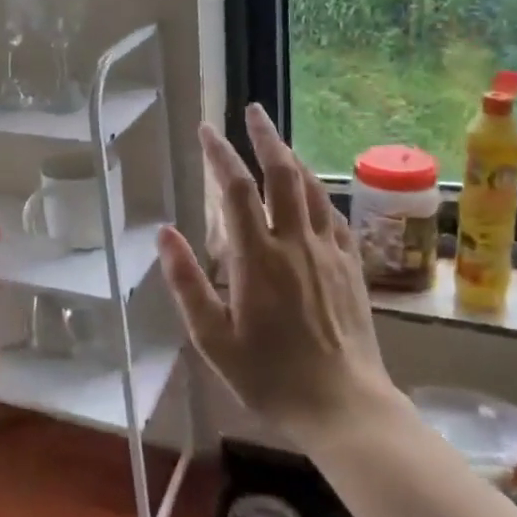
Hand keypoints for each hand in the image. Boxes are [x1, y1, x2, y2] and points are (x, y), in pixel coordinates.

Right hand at [157, 104, 397, 447]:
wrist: (344, 406)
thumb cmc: (269, 377)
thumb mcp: (213, 339)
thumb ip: (186, 282)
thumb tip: (164, 232)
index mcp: (257, 258)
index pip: (236, 190)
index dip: (220, 154)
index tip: (207, 129)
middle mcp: (296, 244)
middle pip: (282, 174)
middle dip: (265, 137)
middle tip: (252, 110)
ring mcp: (329, 252)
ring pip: (313, 189)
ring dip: (292, 158)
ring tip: (277, 139)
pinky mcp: (352, 267)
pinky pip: (335, 215)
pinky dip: (319, 193)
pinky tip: (312, 192)